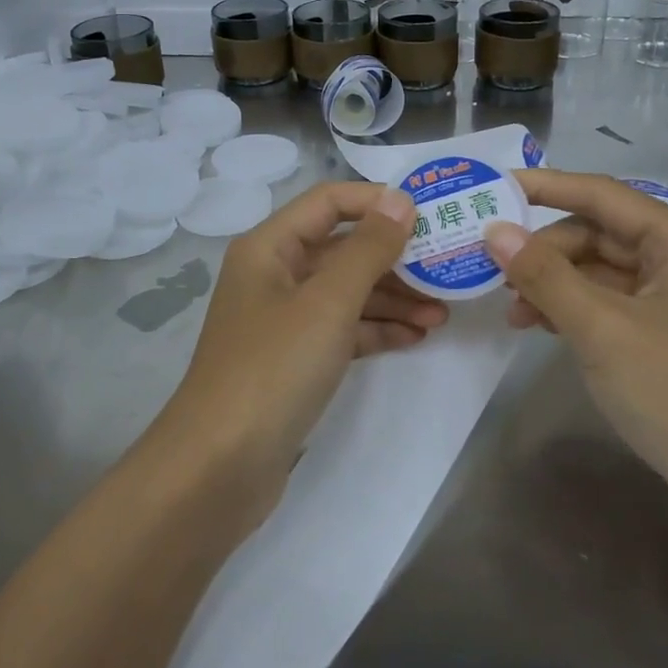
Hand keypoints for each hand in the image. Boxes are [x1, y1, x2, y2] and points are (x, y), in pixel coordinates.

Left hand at [158, 180, 444, 501]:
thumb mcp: (327, 303)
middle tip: (447, 269)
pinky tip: (416, 338)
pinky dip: (376, 331)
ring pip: (346, 293)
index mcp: (269, 247)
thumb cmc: (273, 369)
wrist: (219, 467)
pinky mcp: (294, 360)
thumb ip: (368, 249)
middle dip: (394, 258)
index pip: (329, 202)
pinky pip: (341, 330)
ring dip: (393, 299)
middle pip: (341, 250)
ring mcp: (283, 320)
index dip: (377, 201)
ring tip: (443, 312)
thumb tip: (399, 199)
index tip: (429, 214)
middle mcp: (274, 275)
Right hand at [483, 170, 667, 521]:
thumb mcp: (601, 327)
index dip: (546, 187)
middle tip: (495, 271)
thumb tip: (495, 232)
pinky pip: (607, 303)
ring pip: (599, 271)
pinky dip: (572, 309)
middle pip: (598, 234)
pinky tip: (540, 327)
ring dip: (553, 283)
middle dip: (545, 250)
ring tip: (512, 309)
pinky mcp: (662, 335)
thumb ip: (545, 275)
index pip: (602, 195)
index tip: (495, 187)